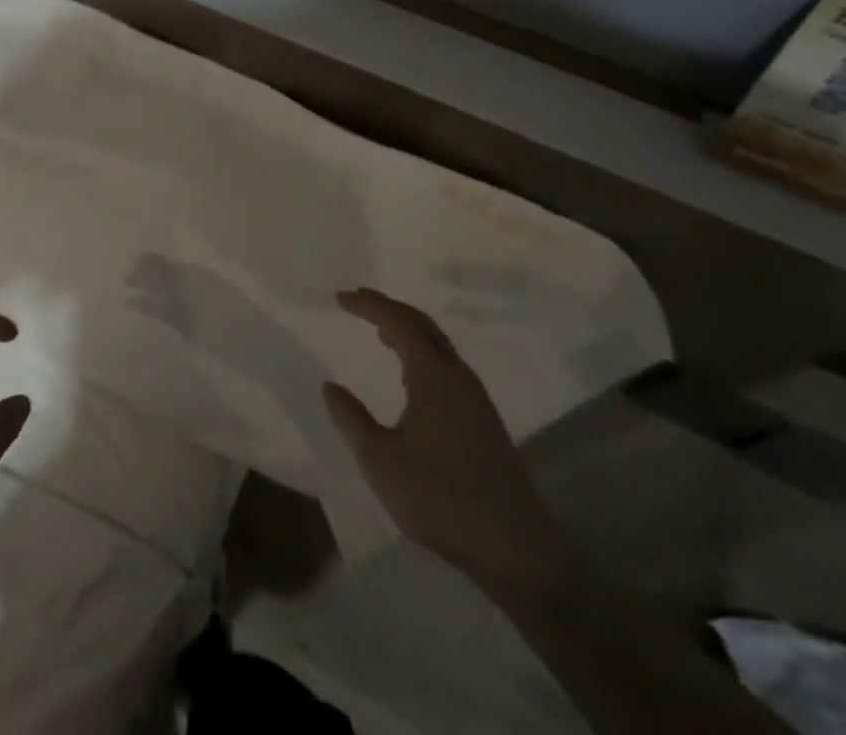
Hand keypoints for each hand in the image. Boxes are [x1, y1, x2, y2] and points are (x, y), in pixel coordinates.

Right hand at [323, 288, 566, 582]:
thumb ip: (351, 419)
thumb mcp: (380, 460)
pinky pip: (447, 365)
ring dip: (407, 330)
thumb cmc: (440, 498)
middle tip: (358, 302)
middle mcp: (458, 376)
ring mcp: (476, 398)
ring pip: (438, 345)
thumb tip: (330, 387)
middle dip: (389, 308)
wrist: (515, 548)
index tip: (341, 297)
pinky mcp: (484, 420)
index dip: (369, 305)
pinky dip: (422, 353)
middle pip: (422, 325)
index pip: (398, 322)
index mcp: (434, 375)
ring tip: (379, 331)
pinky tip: (410, 375)